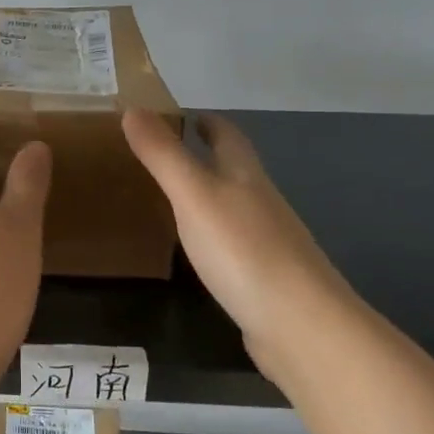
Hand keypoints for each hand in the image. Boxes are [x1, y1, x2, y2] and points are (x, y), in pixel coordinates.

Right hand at [123, 109, 356, 384]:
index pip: (228, 136)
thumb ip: (163, 155)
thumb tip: (132, 108)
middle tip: (164, 155)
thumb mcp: (193, 195)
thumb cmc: (243, 250)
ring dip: (208, 196)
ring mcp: (267, 243)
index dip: (207, 121)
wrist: (301, 325)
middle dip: (206, 156)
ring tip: (171, 198)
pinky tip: (197, 251)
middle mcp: (260, 202)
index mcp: (245, 176)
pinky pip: (233, 245)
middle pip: (234, 169)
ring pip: (234, 207)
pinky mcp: (263, 279)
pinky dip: (213, 236)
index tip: (183, 113)